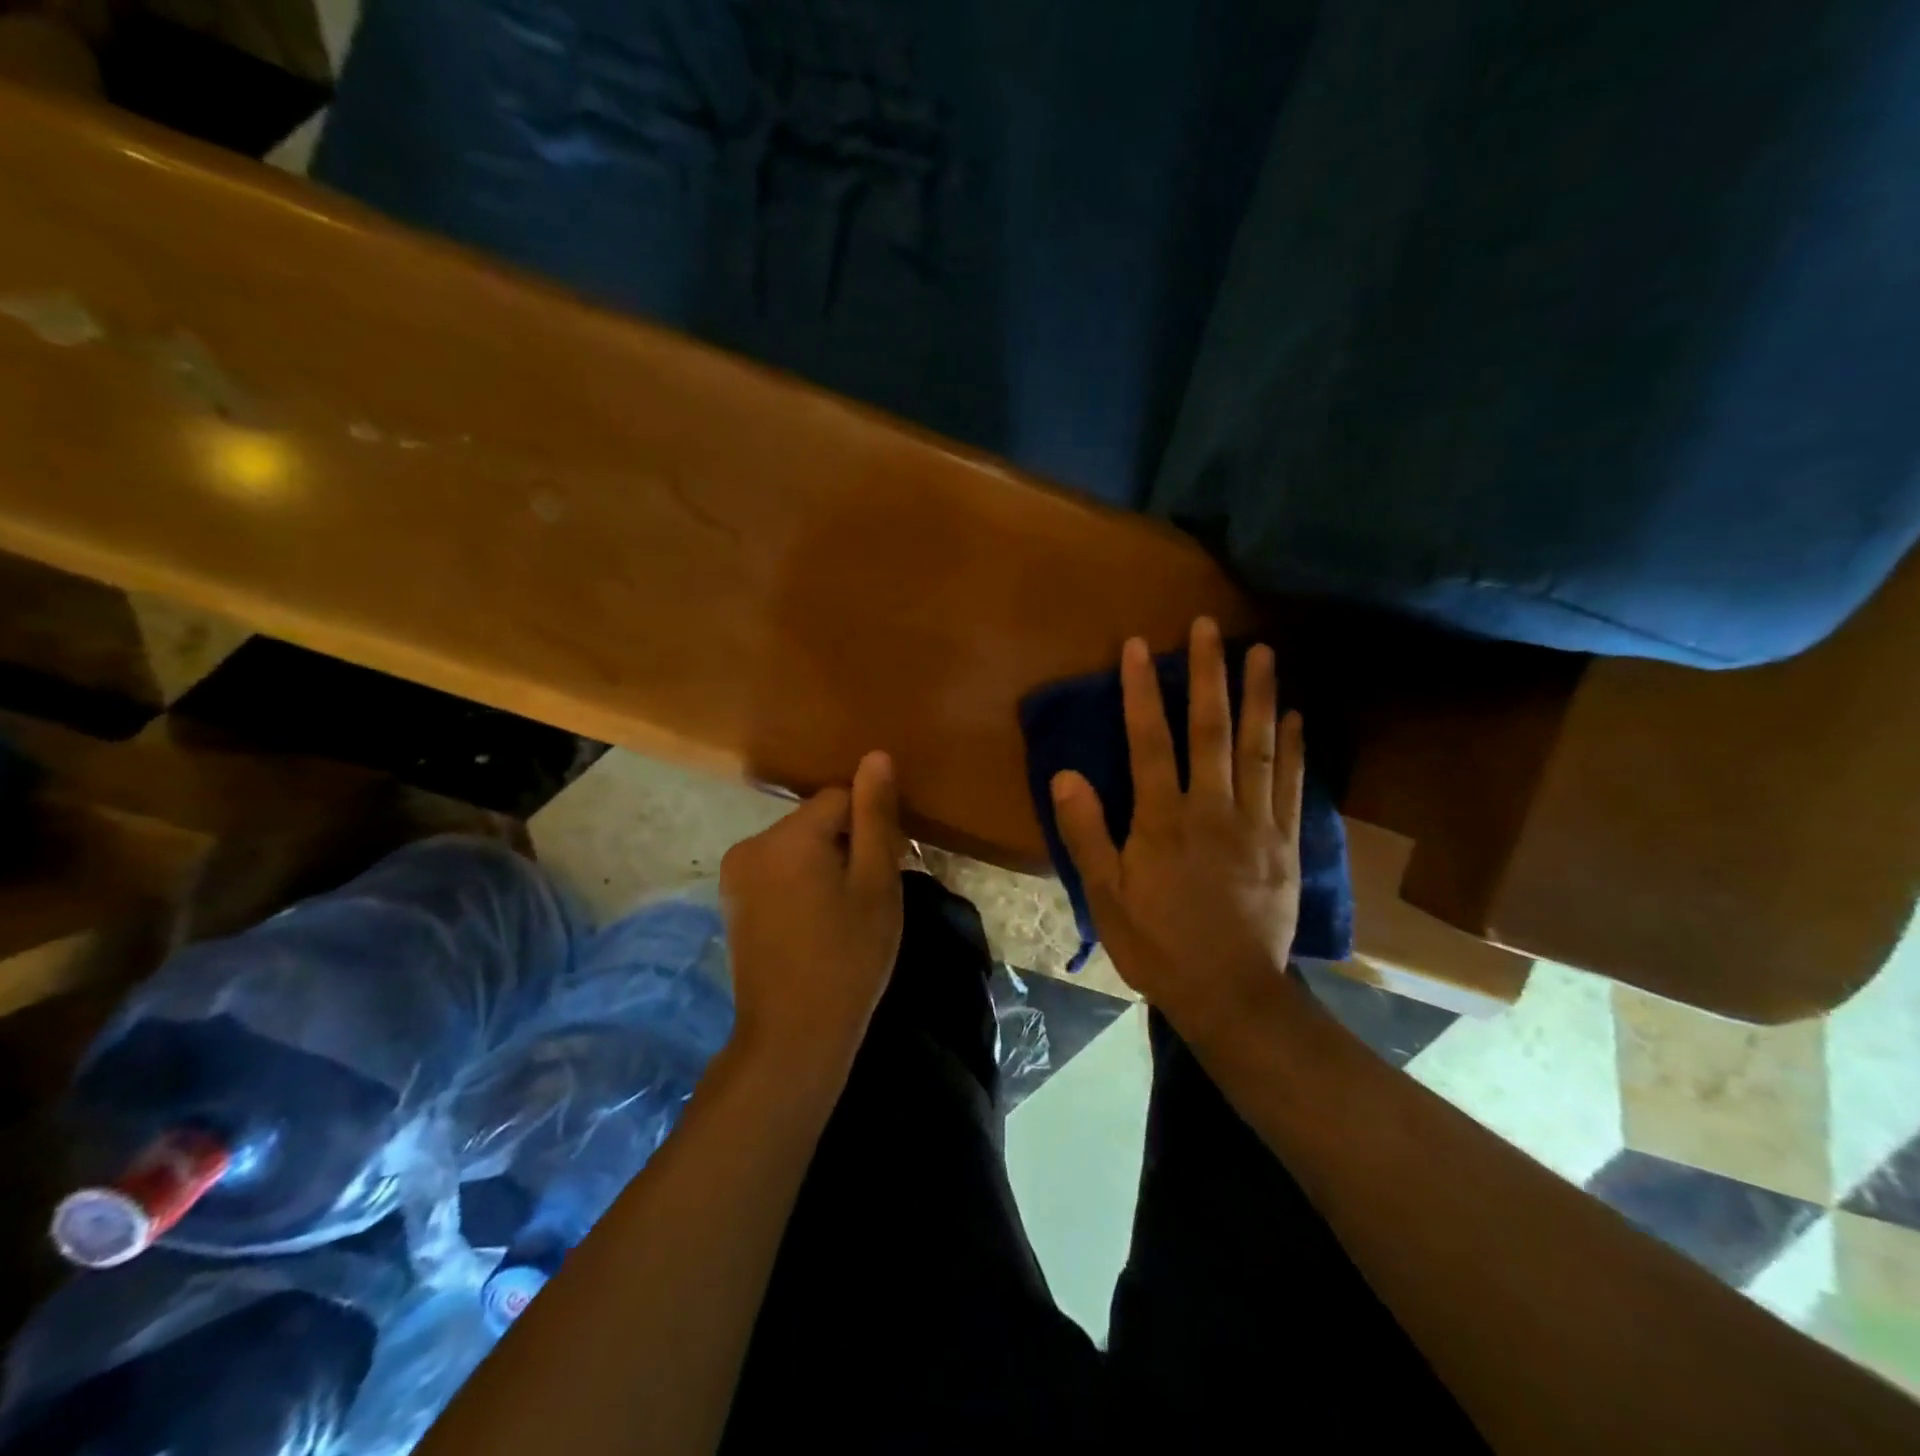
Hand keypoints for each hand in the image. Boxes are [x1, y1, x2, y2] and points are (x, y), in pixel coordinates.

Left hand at [720, 751, 905, 1073]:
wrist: (792, 1036)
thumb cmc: (848, 957)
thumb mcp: (876, 884)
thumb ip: (875, 816)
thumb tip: (875, 755)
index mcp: (789, 836)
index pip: (841, 798)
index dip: (869, 829)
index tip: (882, 872)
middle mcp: (752, 843)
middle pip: (815, 821)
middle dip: (844, 845)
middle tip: (865, 898)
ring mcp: (735, 874)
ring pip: (796, 846)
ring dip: (822, 865)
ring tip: (840, 915)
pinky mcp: (731, 900)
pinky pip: (776, 870)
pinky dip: (799, 884)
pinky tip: (812, 924)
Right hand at [1051, 618, 1303, 1038]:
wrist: (1231, 993)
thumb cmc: (1159, 944)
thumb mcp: (1107, 896)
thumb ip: (1086, 833)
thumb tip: (1065, 774)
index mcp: (1164, 822)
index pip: (1150, 742)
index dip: (1142, 692)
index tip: (1140, 646)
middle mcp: (1214, 810)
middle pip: (1211, 731)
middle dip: (1208, 675)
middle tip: (1210, 628)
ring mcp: (1257, 824)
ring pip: (1259, 748)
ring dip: (1259, 696)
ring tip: (1263, 651)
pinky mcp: (1286, 843)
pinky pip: (1291, 784)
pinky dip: (1295, 746)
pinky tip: (1295, 714)